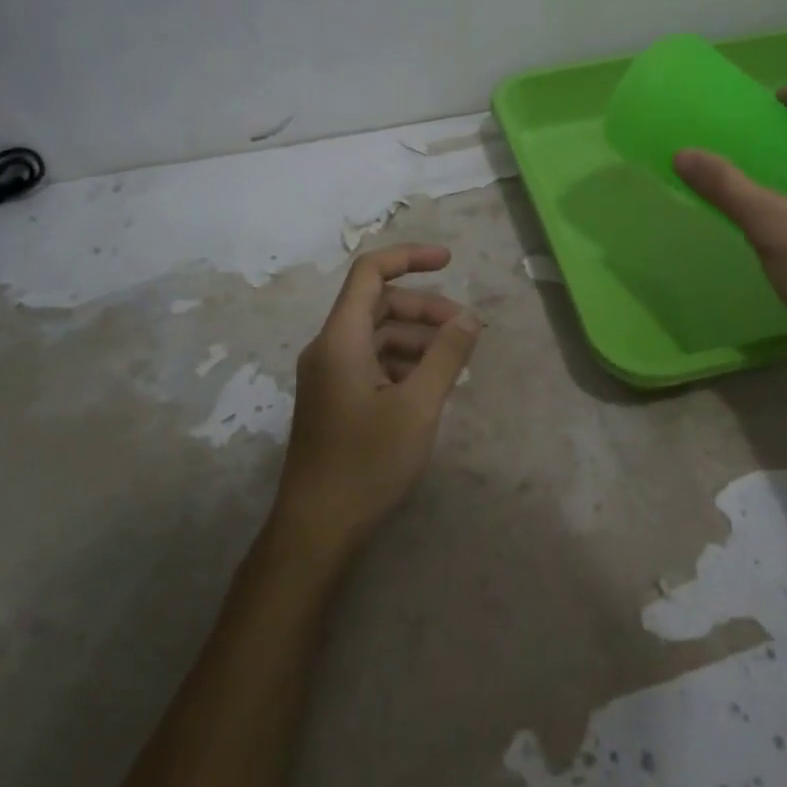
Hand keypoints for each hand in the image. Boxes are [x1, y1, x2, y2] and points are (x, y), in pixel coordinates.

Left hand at [273, 244, 481, 564]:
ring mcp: (329, 375)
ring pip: (377, 336)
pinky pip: (371, 362)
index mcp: (341, 339)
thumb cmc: (367, 463)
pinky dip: (402, 363)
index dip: (409, 258)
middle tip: (467, 330)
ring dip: (417, 339)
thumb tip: (469, 317)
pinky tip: (430, 386)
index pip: (370, 273)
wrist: (316, 528)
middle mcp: (329, 348)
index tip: (450, 262)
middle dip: (424, 309)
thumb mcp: (419, 407)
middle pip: (378, 305)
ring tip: (456, 362)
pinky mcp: (334, 399)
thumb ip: (447, 356)